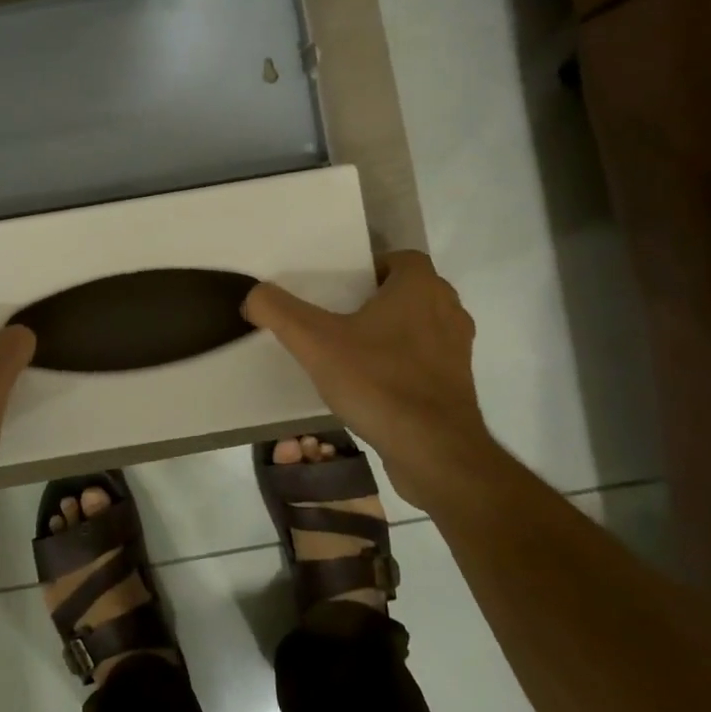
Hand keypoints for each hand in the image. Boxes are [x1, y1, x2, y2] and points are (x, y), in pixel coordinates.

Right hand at [243, 251, 495, 496]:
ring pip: (417, 327)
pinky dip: (400, 365)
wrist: (435, 452)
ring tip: (348, 351)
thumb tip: (253, 294)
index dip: (368, 268)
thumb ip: (278, 311)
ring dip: (388, 333)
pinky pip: (424, 361)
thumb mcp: (314, 343)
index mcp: (421, 287)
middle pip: (407, 292)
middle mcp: (448, 310)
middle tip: (334, 316)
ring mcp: (457, 350)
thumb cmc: (379, 382)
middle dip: (373, 301)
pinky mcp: (457, 385)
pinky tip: (369, 385)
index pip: (399, 259)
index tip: (336, 288)